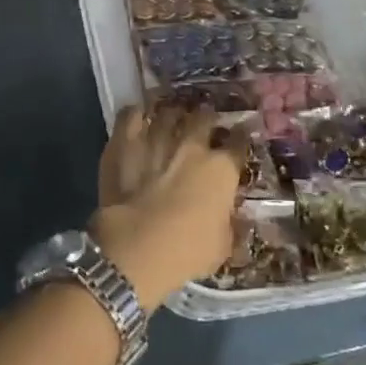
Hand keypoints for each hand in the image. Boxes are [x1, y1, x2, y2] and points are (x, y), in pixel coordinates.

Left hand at [90, 104, 246, 311]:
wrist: (136, 248)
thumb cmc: (186, 252)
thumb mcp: (222, 246)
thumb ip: (230, 224)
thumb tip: (235, 217)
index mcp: (221, 169)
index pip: (239, 142)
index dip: (240, 137)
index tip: (239, 137)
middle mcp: (192, 145)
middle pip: (204, 117)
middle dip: (206, 118)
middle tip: (204, 123)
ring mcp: (157, 138)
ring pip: (169, 112)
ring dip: (172, 114)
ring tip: (171, 117)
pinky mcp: (125, 142)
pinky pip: (131, 115)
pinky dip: (136, 114)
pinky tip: (139, 116)